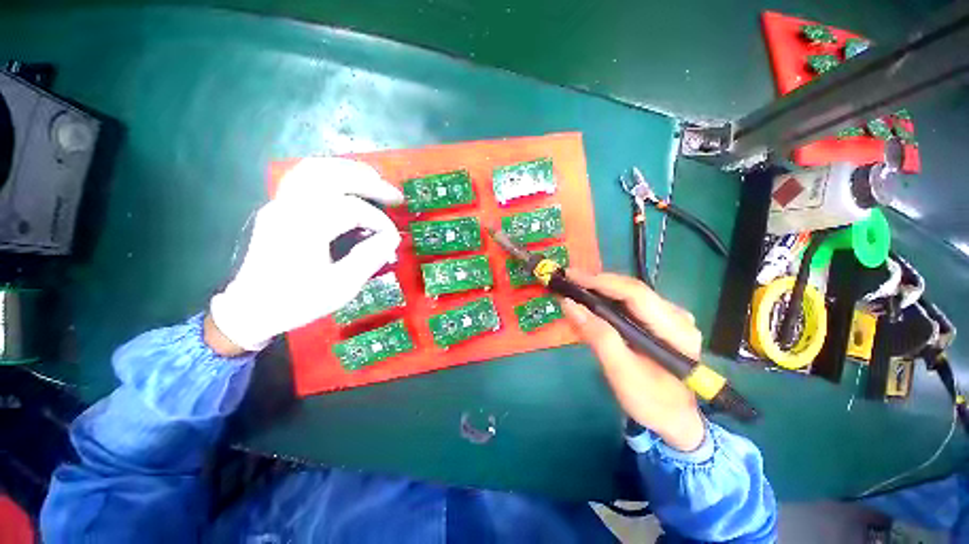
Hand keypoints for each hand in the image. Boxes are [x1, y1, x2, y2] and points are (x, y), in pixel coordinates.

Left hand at [209, 158, 403, 352]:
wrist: (252, 308)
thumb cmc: (297, 301)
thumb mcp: (340, 287)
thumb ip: (369, 259)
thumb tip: (391, 238)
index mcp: (304, 228)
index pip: (351, 209)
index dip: (379, 221)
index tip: (392, 238)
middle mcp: (289, 207)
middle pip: (332, 176)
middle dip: (370, 184)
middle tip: (396, 196)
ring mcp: (280, 203)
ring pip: (316, 168)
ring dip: (351, 171)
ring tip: (376, 181)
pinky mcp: (278, 206)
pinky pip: (305, 176)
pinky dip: (331, 173)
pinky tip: (347, 182)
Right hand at [560, 270, 704, 451]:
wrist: (674, 418)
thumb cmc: (650, 400)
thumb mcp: (621, 372)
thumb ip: (597, 336)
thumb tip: (569, 304)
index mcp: (675, 330)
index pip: (635, 293)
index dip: (601, 282)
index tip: (571, 277)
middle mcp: (678, 315)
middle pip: (632, 289)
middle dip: (597, 282)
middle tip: (568, 280)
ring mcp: (671, 316)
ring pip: (630, 292)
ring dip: (600, 289)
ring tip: (575, 288)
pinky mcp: (662, 320)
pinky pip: (631, 301)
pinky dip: (608, 298)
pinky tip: (592, 301)